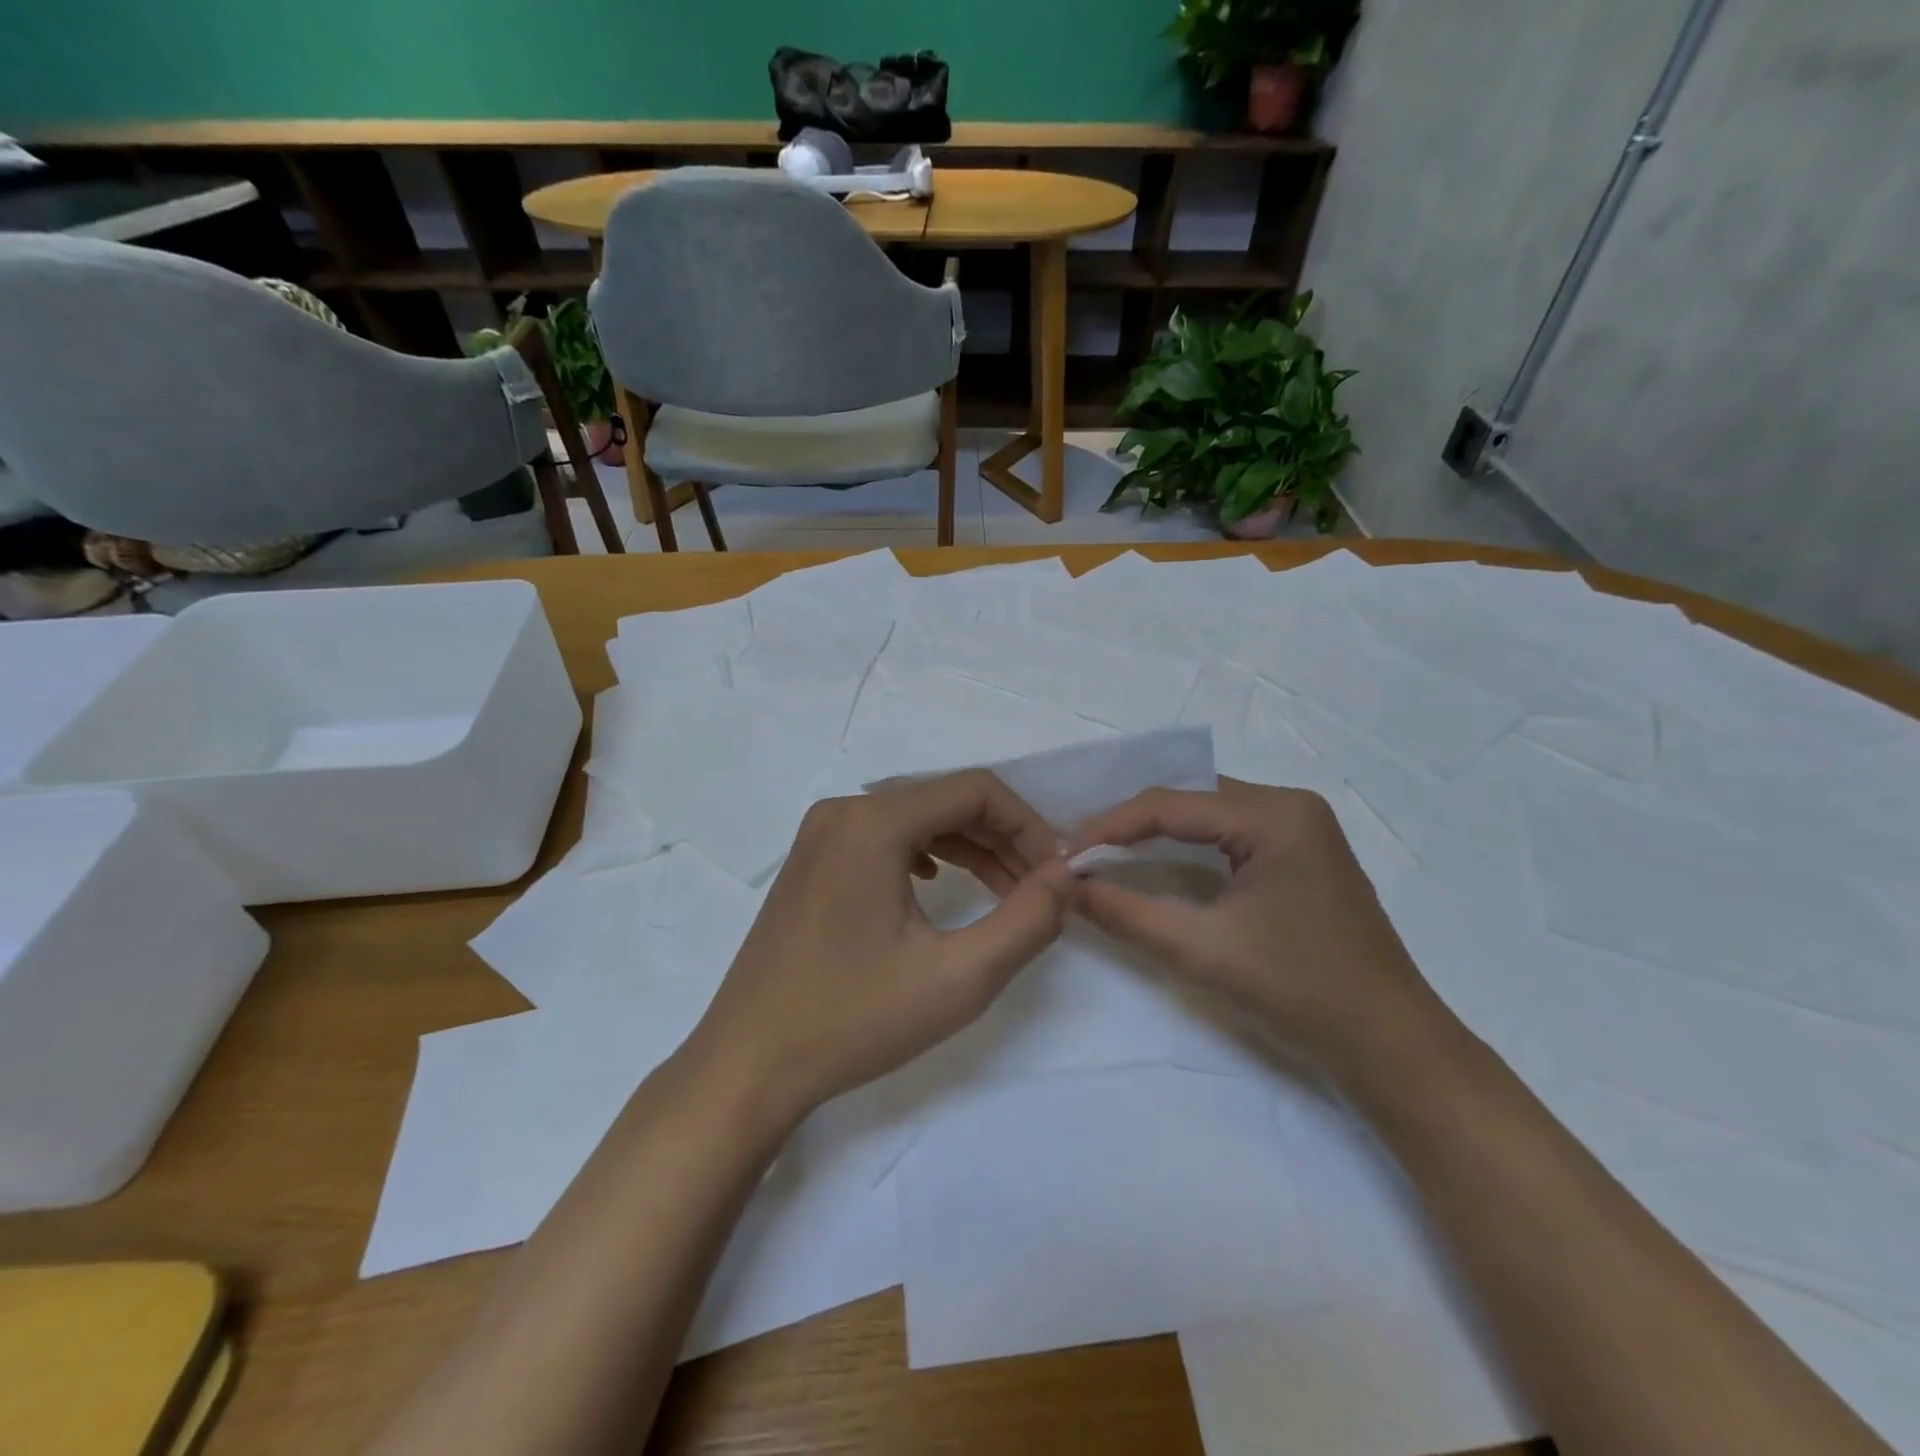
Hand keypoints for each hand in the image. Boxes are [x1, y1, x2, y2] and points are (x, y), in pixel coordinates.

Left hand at [690, 770, 1072, 1127]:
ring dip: (968, 848)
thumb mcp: (959, 977)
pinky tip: (939, 887)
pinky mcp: (811, 863)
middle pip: (944, 800)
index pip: (975, 790)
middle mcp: (843, 812)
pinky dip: (927, 855)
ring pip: (915, 819)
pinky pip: (884, 839)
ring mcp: (820, 836)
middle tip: (1039, 888)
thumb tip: (1067, 876)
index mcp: (872, 822)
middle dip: (1001, 838)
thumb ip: (1027, 921)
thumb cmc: (853, 1020)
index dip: (1028, 824)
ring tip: (1006, 893)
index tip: (1057, 872)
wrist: (748, 1065)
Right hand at [1066, 779, 1453, 1088]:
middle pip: (1190, 799)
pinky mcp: (1303, 854)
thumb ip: (1125, 912)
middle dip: (1130, 823)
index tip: (1065, 855)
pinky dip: (1188, 845)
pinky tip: (1159, 861)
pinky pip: (1230, 833)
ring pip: (1208, 813)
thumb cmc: (1299, 991)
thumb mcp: (1200, 949)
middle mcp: (1290, 805)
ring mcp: (1302, 828)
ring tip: (1107, 854)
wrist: (1391, 1047)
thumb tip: (1066, 888)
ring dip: (1157, 832)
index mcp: (1274, 815)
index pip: (1170, 803)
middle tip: (1082, 852)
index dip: (1109, 826)